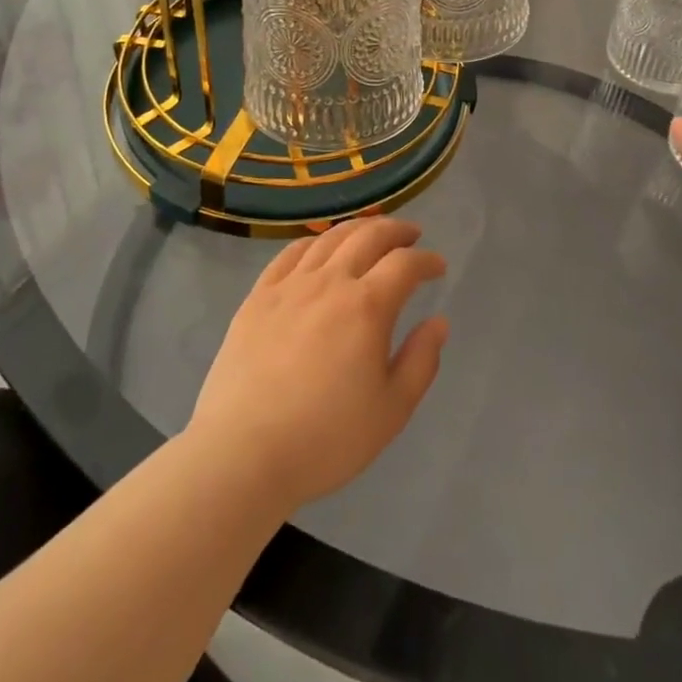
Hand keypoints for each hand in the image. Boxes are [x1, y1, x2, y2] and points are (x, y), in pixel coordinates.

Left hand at [187, 217, 447, 511]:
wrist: (243, 453)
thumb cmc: (326, 439)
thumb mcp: (391, 410)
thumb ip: (420, 361)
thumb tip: (438, 323)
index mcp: (367, 307)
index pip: (405, 264)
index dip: (426, 261)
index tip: (438, 266)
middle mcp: (330, 282)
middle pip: (368, 236)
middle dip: (396, 230)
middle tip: (411, 235)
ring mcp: (290, 285)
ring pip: (329, 238)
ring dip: (358, 228)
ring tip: (371, 232)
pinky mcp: (258, 296)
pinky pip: (290, 253)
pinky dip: (314, 242)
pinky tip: (319, 248)